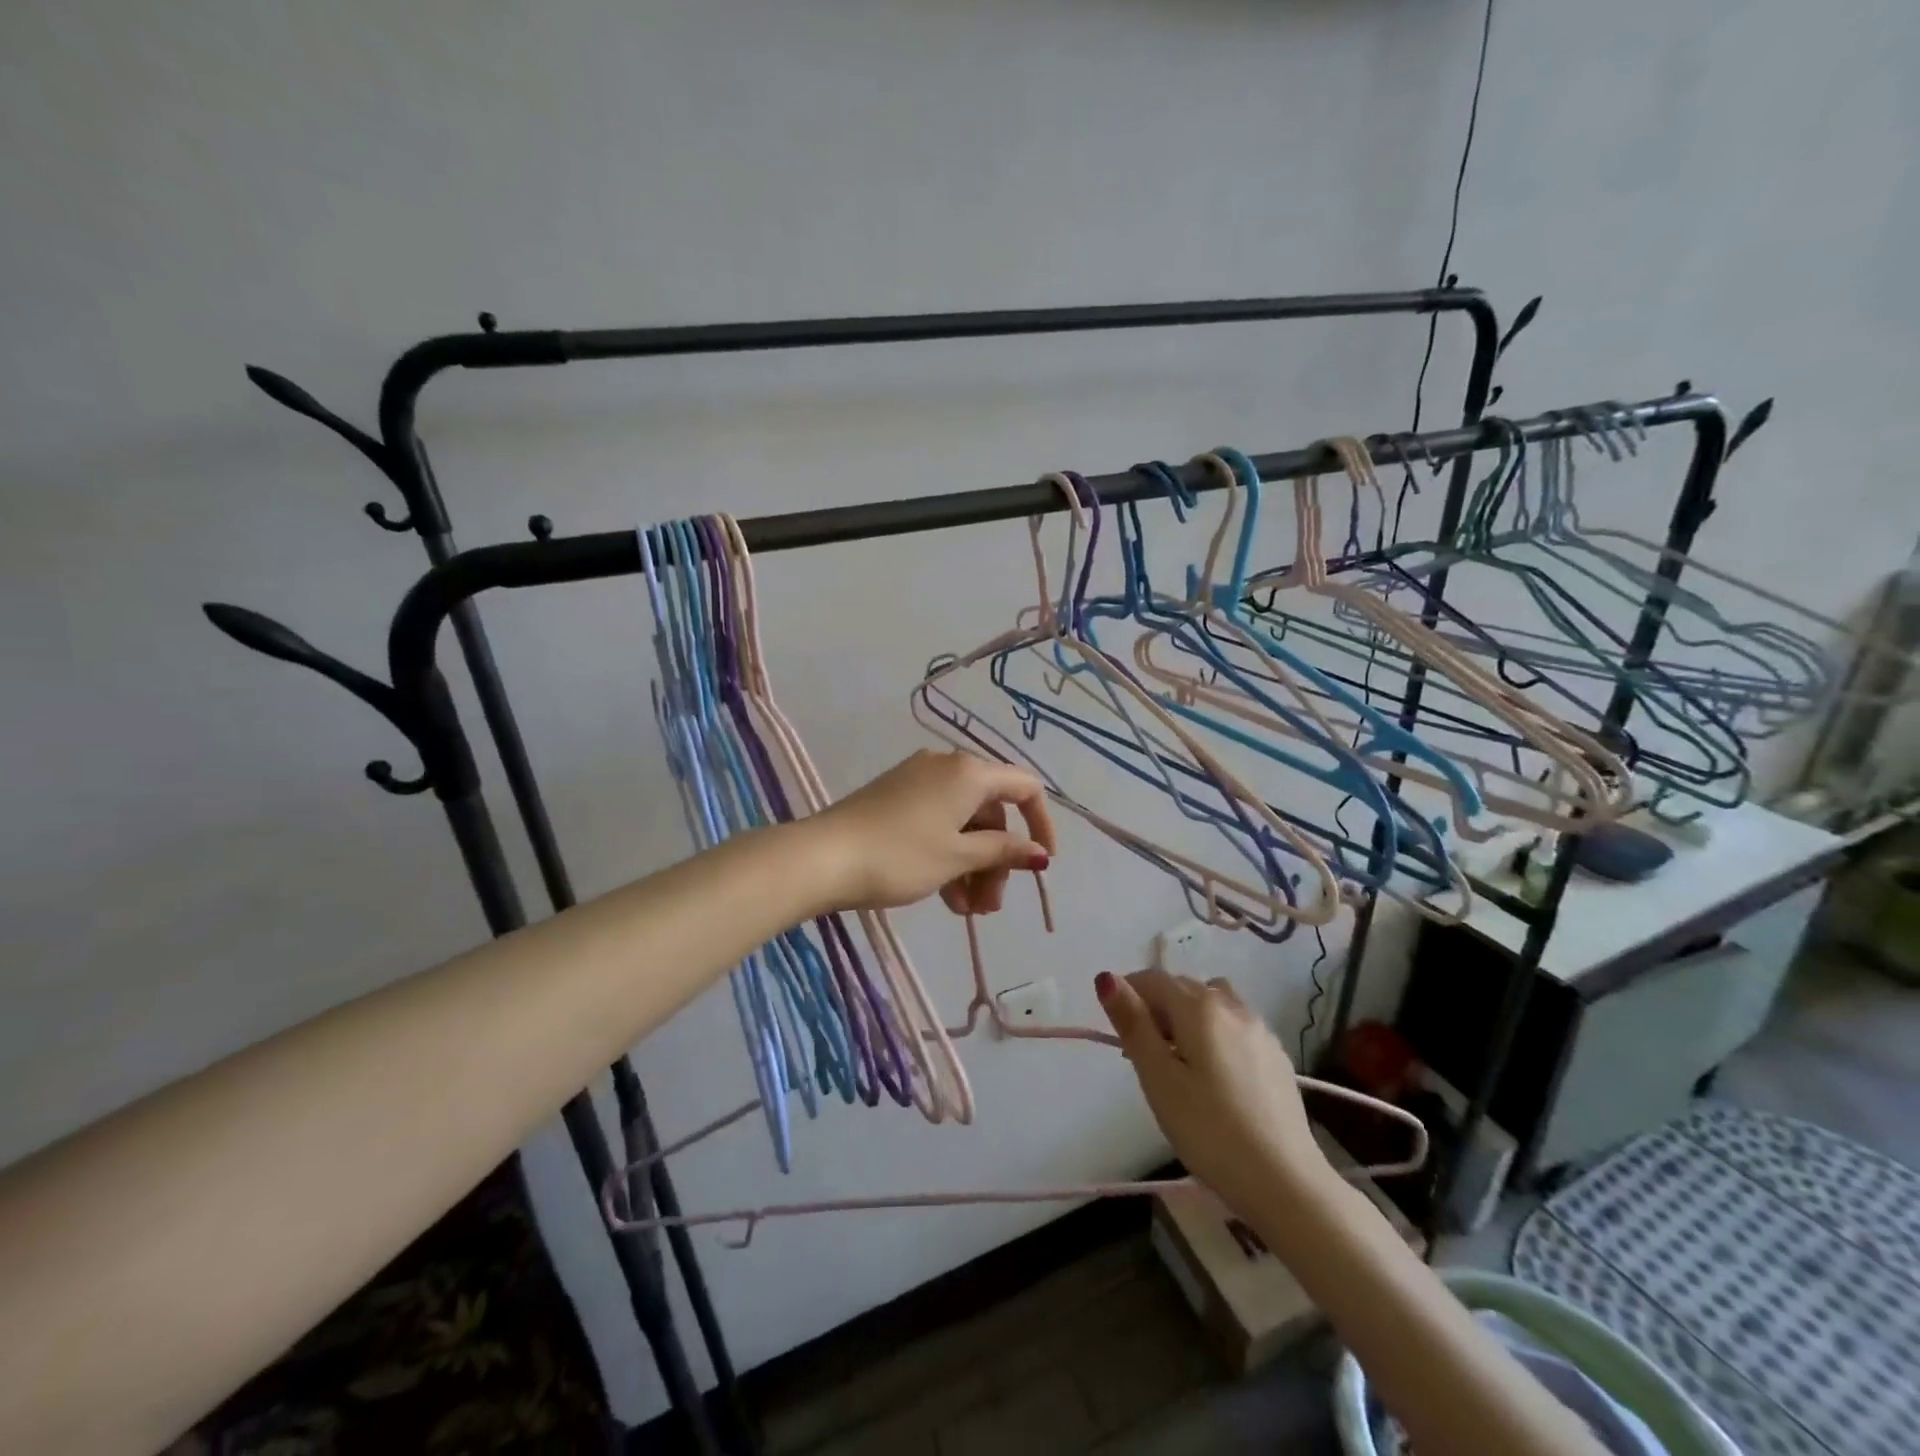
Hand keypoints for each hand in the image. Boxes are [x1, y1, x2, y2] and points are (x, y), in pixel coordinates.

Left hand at [809, 750, 1055, 913]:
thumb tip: (1039, 853)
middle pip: (991, 813)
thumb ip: (1003, 852)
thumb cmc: (900, 855)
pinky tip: (946, 897)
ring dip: (973, 866)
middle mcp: (947, 767)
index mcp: (969, 772)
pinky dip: (948, 856)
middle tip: (990, 906)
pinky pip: (937, 824)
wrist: (822, 857)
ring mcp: (918, 781)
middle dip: (997, 860)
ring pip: (963, 823)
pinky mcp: (896, 799)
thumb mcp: (958, 857)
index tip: (1041, 864)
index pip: (1024, 788)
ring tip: (967, 911)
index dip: (1041, 824)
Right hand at [1097, 970, 1331, 1215]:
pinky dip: (1214, 1032)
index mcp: (1200, 1007)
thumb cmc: (1210, 1131)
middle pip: (1183, 987)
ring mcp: (1260, 1029)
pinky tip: (1215, 1076)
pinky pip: (1234, 1025)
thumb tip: (1107, 977)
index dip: (1128, 994)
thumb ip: (1133, 1024)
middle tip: (1142, 1055)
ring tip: (1180, 1061)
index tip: (1118, 1032)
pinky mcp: (1277, 1055)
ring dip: (1188, 1016)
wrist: (1287, 1184)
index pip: (1153, 979)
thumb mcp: (1159, 1079)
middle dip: (1156, 1007)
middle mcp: (1232, 1006)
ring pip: (1212, 1002)